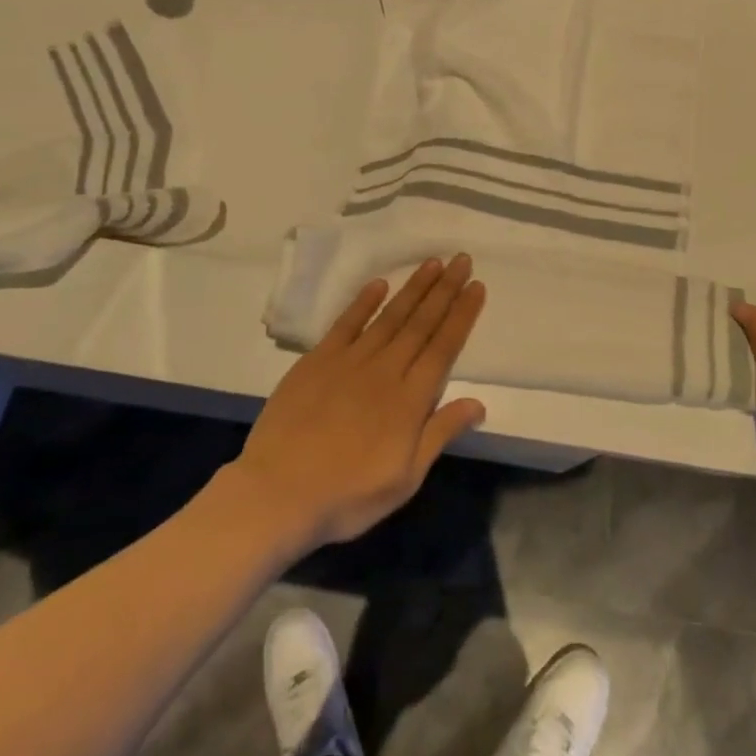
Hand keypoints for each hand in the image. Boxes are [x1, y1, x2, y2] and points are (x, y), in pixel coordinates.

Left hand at [234, 255, 487, 548]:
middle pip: (421, 323)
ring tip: (433, 263)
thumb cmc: (347, 496)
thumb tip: (479, 403)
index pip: (444, 347)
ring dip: (413, 288)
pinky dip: (363, 302)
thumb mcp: (405, 478)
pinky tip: (379, 285)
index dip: (462, 315)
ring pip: (389, 316)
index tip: (477, 286)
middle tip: (461, 259)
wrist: (277, 494)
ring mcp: (349, 361)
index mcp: (410, 400)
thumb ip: (440, 434)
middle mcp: (385, 370)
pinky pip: (345, 323)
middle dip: (445, 290)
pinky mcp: (317, 361)